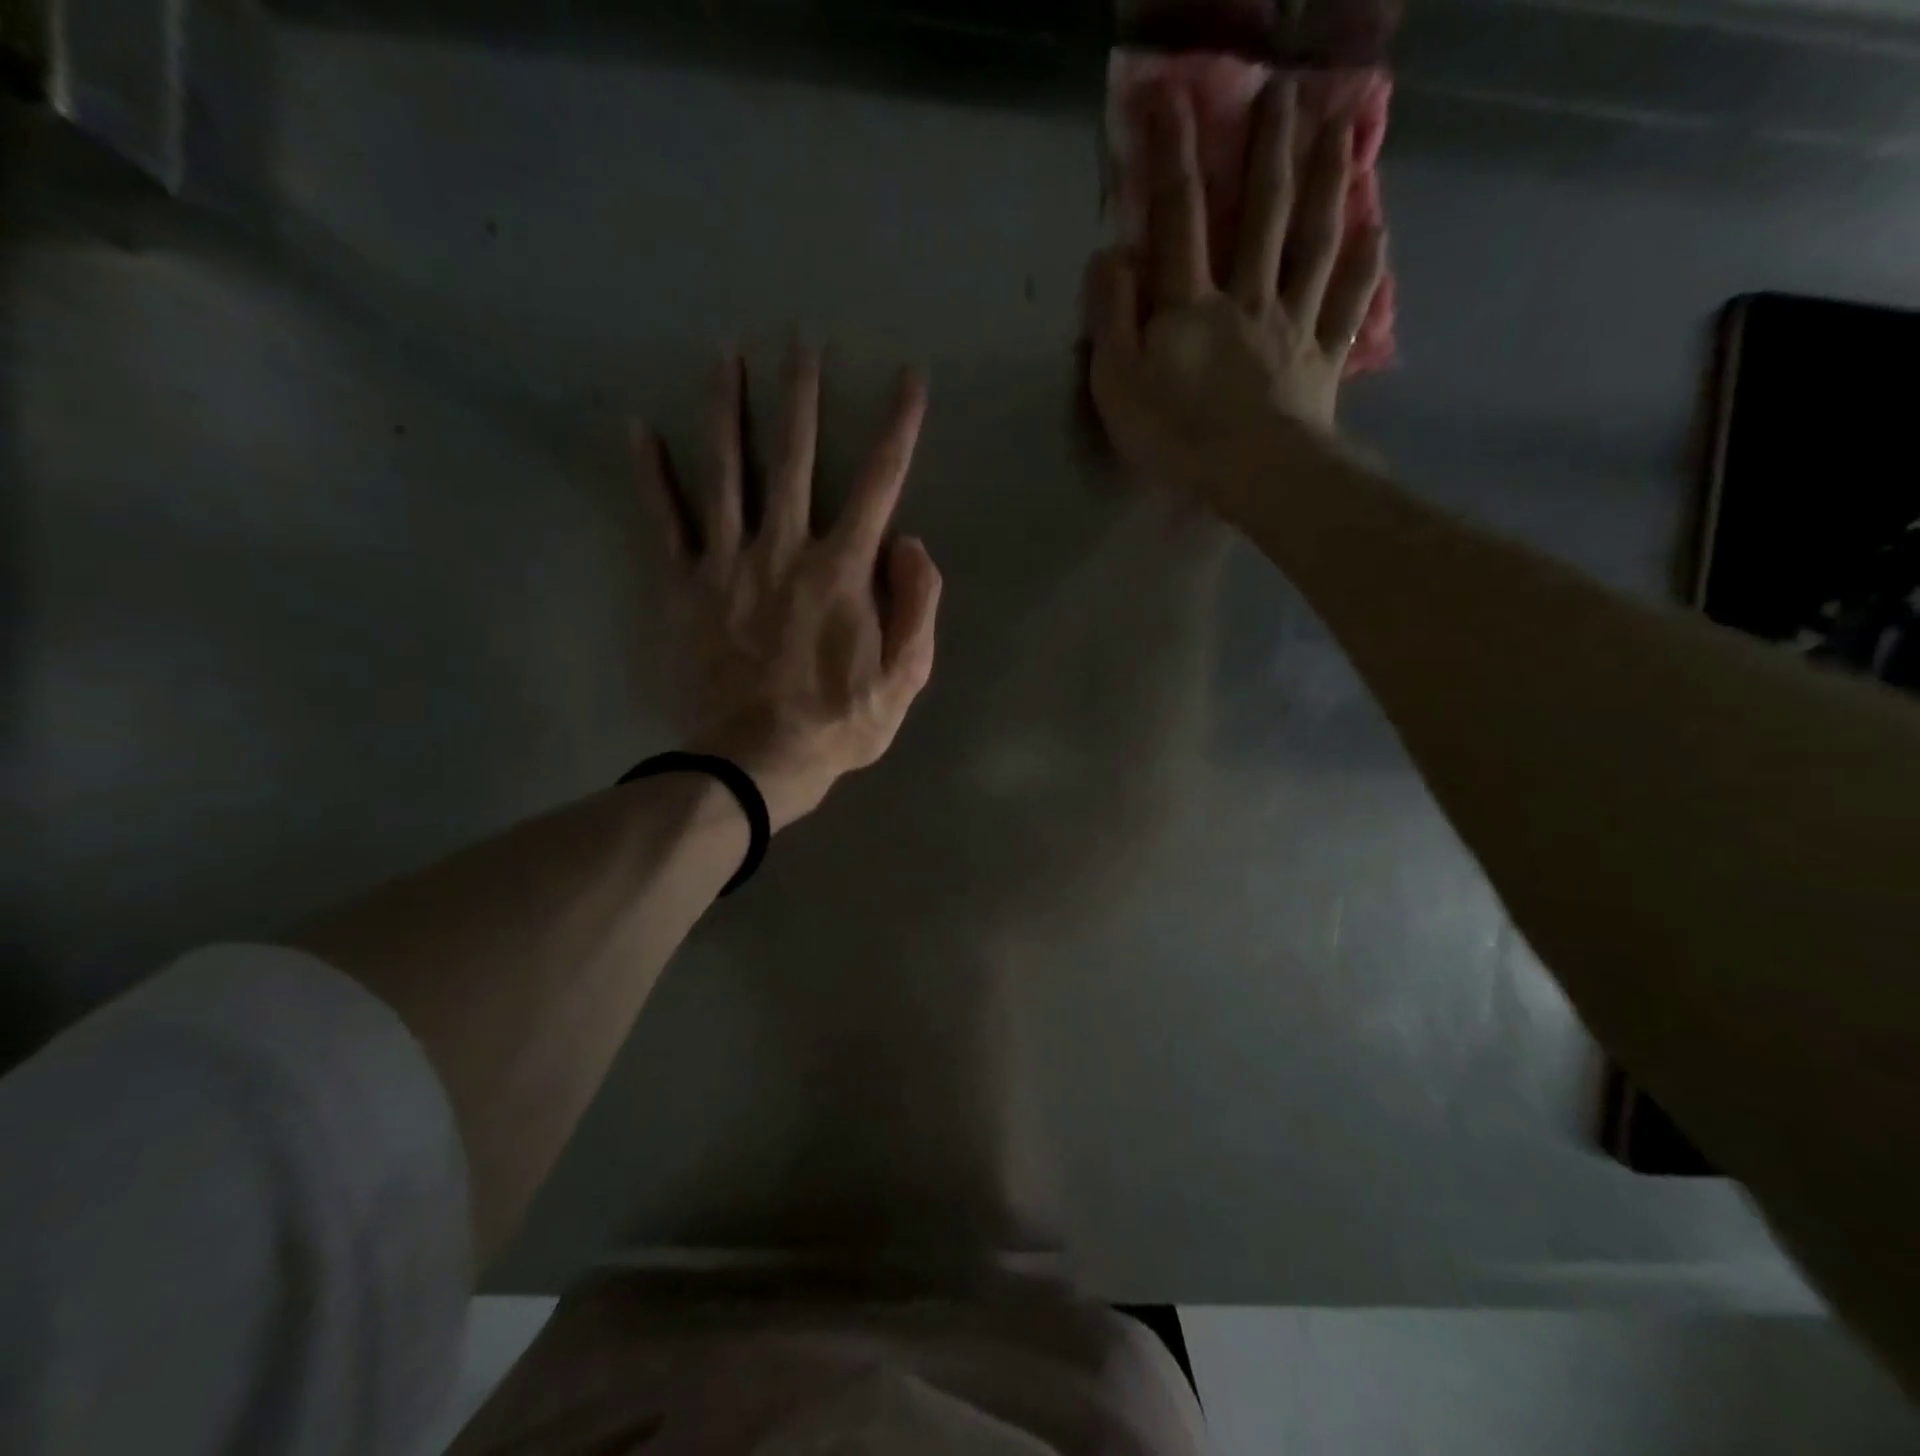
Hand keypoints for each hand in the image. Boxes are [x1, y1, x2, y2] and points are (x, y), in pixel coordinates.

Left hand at [635, 344, 941, 830]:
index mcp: (842, 569)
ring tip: (724, 353)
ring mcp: (728, 563)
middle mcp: (785, 548)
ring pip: (727, 470)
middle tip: (799, 340)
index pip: (880, 482)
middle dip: (802, 395)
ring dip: (726, 408)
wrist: (755, 761)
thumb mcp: (904, 677)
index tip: (908, 377)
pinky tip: (638, 427)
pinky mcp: (684, 586)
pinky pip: (664, 521)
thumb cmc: (837, 723)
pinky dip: (650, 474)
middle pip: (796, 456)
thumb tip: (910, 541)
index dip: (899, 427)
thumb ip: (917, 604)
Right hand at [1086, 79, 1385, 518]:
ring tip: (1343, 131)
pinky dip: (1366, 267)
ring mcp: (1292, 325)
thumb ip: (1110, 317)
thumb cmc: (1176, 434)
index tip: (1172, 95)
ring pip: (1314, 243)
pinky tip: (1379, 232)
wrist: (1254, 473)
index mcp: (1190, 305)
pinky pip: (1348, 305)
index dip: (1172, 155)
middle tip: (1286, 91)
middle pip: (1260, 213)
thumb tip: (1111, 254)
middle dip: (1268, 150)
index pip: (1177, 218)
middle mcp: (1248, 297)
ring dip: (1329, 183)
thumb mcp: (1117, 382)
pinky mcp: (1322, 360)